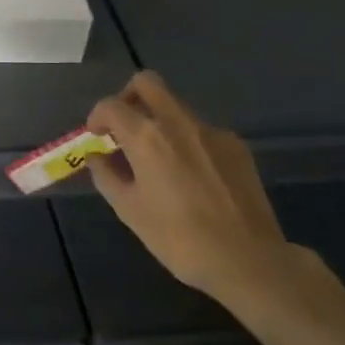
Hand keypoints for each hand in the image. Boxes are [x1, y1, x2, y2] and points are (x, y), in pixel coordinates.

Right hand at [86, 72, 301, 303]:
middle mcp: (178, 122)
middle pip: (147, 83)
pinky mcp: (237, 146)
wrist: (248, 260)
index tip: (96, 136)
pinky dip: (187, 141)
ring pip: (176, 107)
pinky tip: (192, 176)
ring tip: (158, 161)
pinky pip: (202, 131)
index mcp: (146, 136)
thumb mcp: (129, 210)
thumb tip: (96, 156)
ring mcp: (212, 131)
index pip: (111, 105)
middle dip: (128, 97)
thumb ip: (106, 176)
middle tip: (124, 126)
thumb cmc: (178, 238)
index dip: (97, 117)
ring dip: (159, 121)